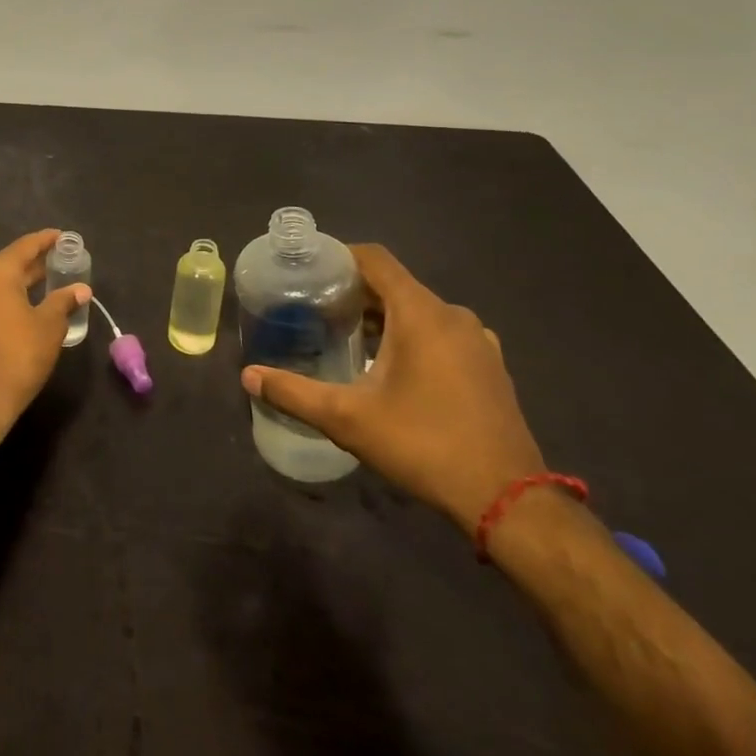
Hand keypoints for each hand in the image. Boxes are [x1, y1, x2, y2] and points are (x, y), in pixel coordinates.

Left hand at [0, 229, 90, 432]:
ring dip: (14, 283)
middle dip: (31, 264)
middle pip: (6, 263)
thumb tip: (80, 289)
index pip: (25, 246)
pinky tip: (15, 311)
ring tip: (39, 287)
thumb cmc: (18, 356)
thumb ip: (63, 301)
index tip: (60, 236)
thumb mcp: (49, 326)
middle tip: (54, 263)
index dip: (45, 240)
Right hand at [240, 244, 545, 532]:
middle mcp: (452, 315)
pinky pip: (443, 334)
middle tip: (319, 310)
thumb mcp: (348, 419)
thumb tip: (247, 376)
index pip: (375, 259)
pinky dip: (414, 337)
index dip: (340, 255)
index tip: (310, 270)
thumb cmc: (423, 445)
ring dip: (385, 317)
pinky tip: (395, 369)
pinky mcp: (491, 366)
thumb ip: (294, 392)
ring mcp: (478, 341)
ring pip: (421, 311)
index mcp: (420, 313)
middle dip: (356, 292)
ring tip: (350, 338)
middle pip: (396, 285)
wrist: (508, 499)